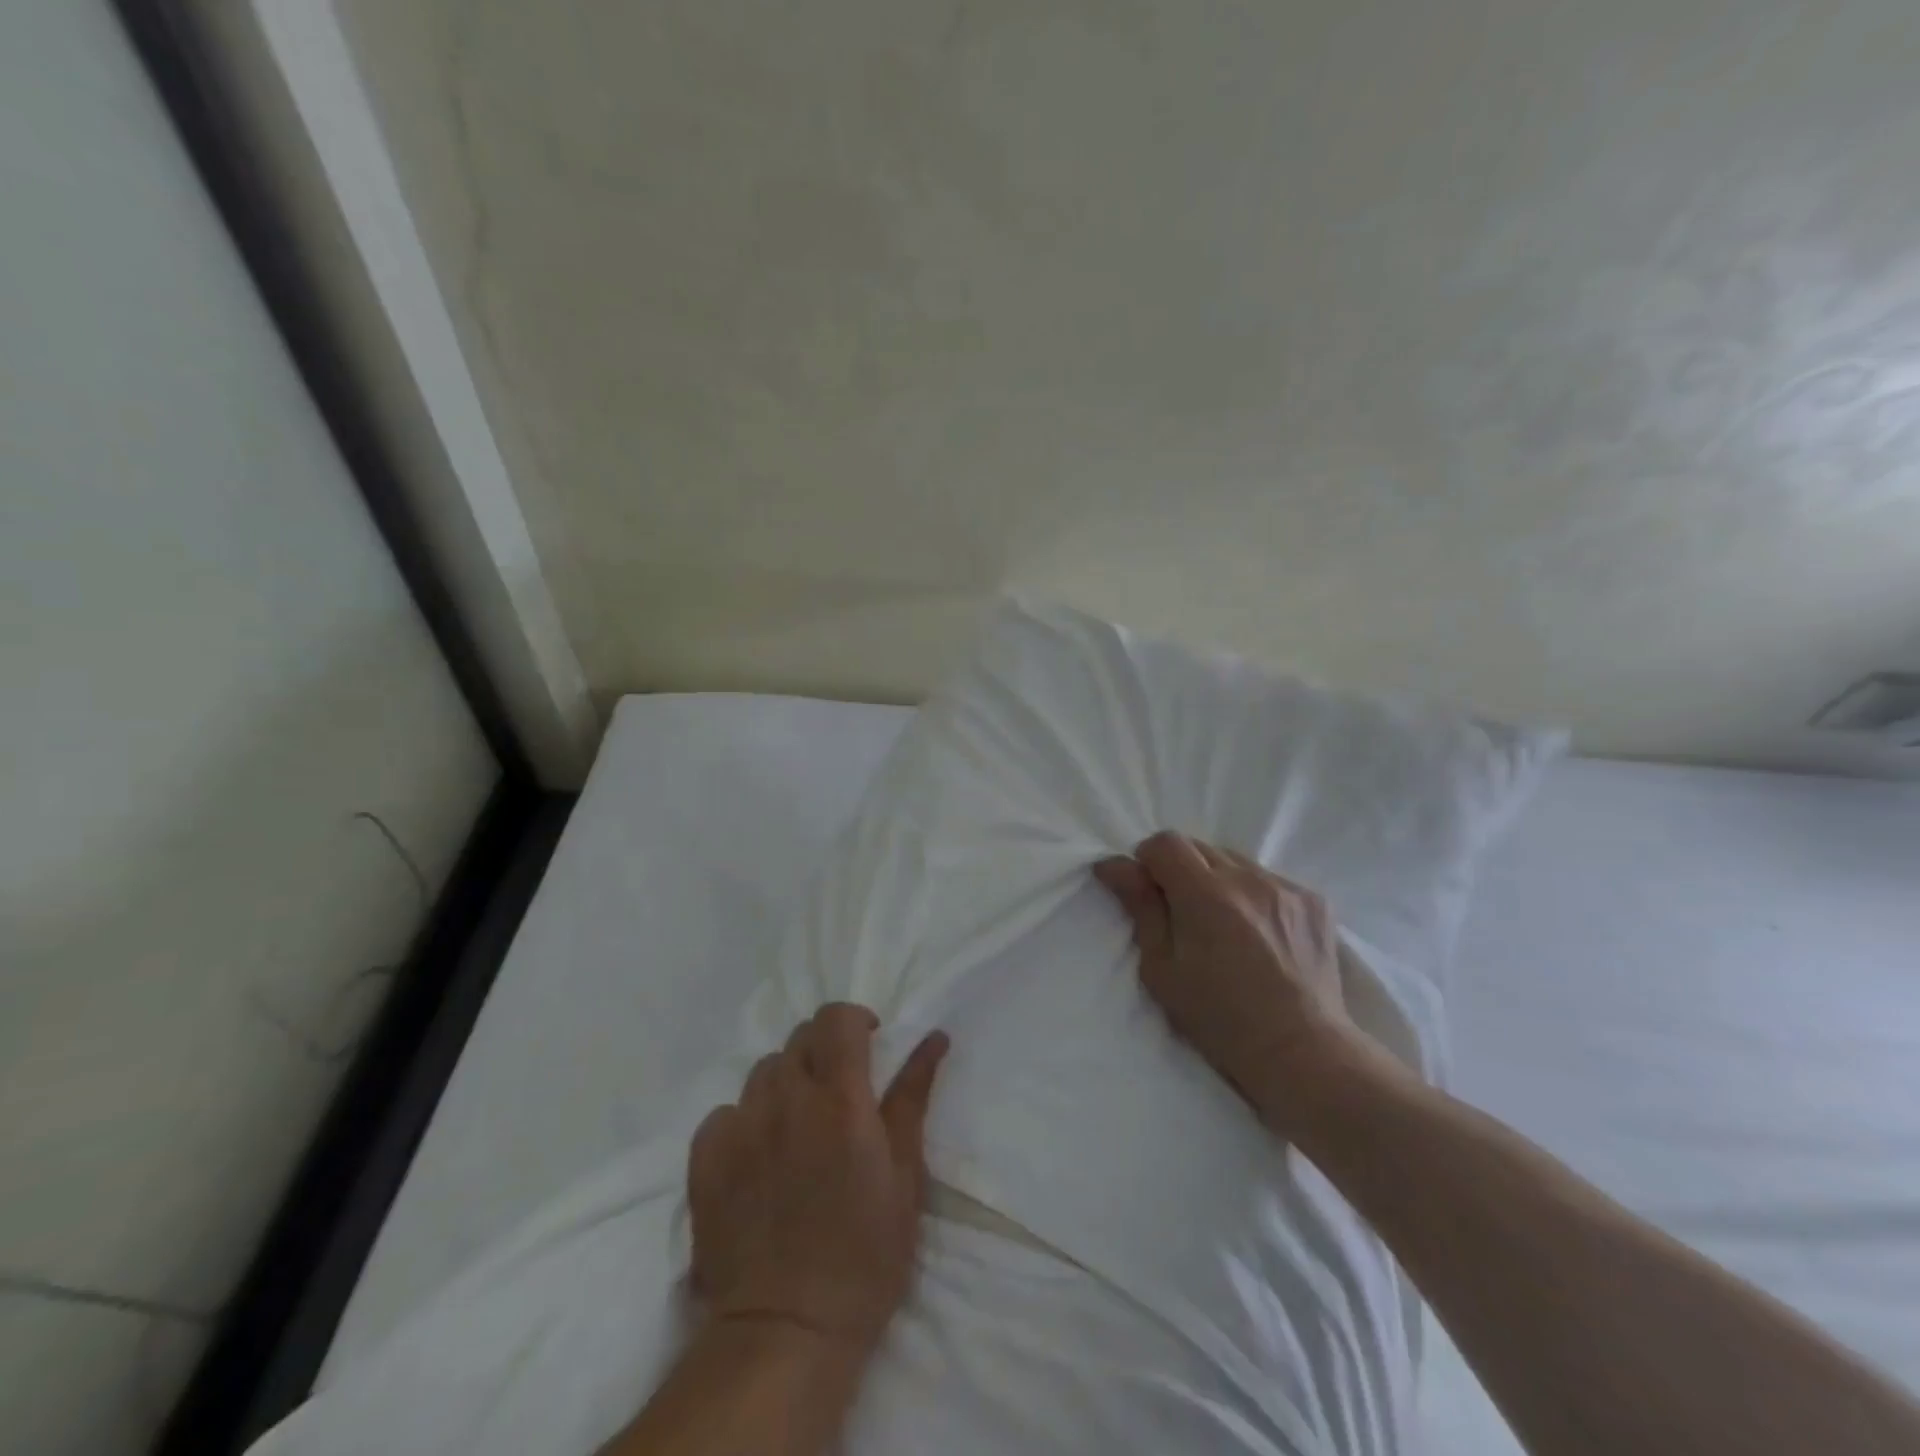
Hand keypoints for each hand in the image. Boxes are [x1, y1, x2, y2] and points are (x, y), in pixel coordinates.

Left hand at [687, 1004, 948, 1359]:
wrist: (787, 1330)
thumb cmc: (865, 1253)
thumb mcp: (906, 1174)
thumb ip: (913, 1096)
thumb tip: (934, 1037)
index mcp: (840, 1099)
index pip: (836, 1018)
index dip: (853, 1021)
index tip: (868, 1044)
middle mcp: (787, 1099)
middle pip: (799, 1039)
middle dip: (824, 1051)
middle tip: (838, 1092)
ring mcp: (740, 1127)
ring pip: (763, 1071)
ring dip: (786, 1083)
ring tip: (797, 1126)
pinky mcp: (705, 1159)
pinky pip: (724, 1113)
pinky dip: (745, 1120)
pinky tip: (758, 1155)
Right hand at [1095, 832, 1366, 1133]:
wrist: (1300, 1051)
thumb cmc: (1219, 1019)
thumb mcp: (1162, 969)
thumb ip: (1140, 907)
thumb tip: (1114, 865)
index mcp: (1206, 895)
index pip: (1166, 842)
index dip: (1148, 860)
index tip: (1148, 891)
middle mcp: (1247, 879)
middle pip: (1199, 847)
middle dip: (1180, 869)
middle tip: (1181, 913)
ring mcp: (1285, 887)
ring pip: (1234, 860)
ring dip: (1217, 879)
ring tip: (1223, 924)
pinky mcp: (1313, 900)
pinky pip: (1268, 879)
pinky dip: (1252, 894)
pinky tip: (1257, 933)